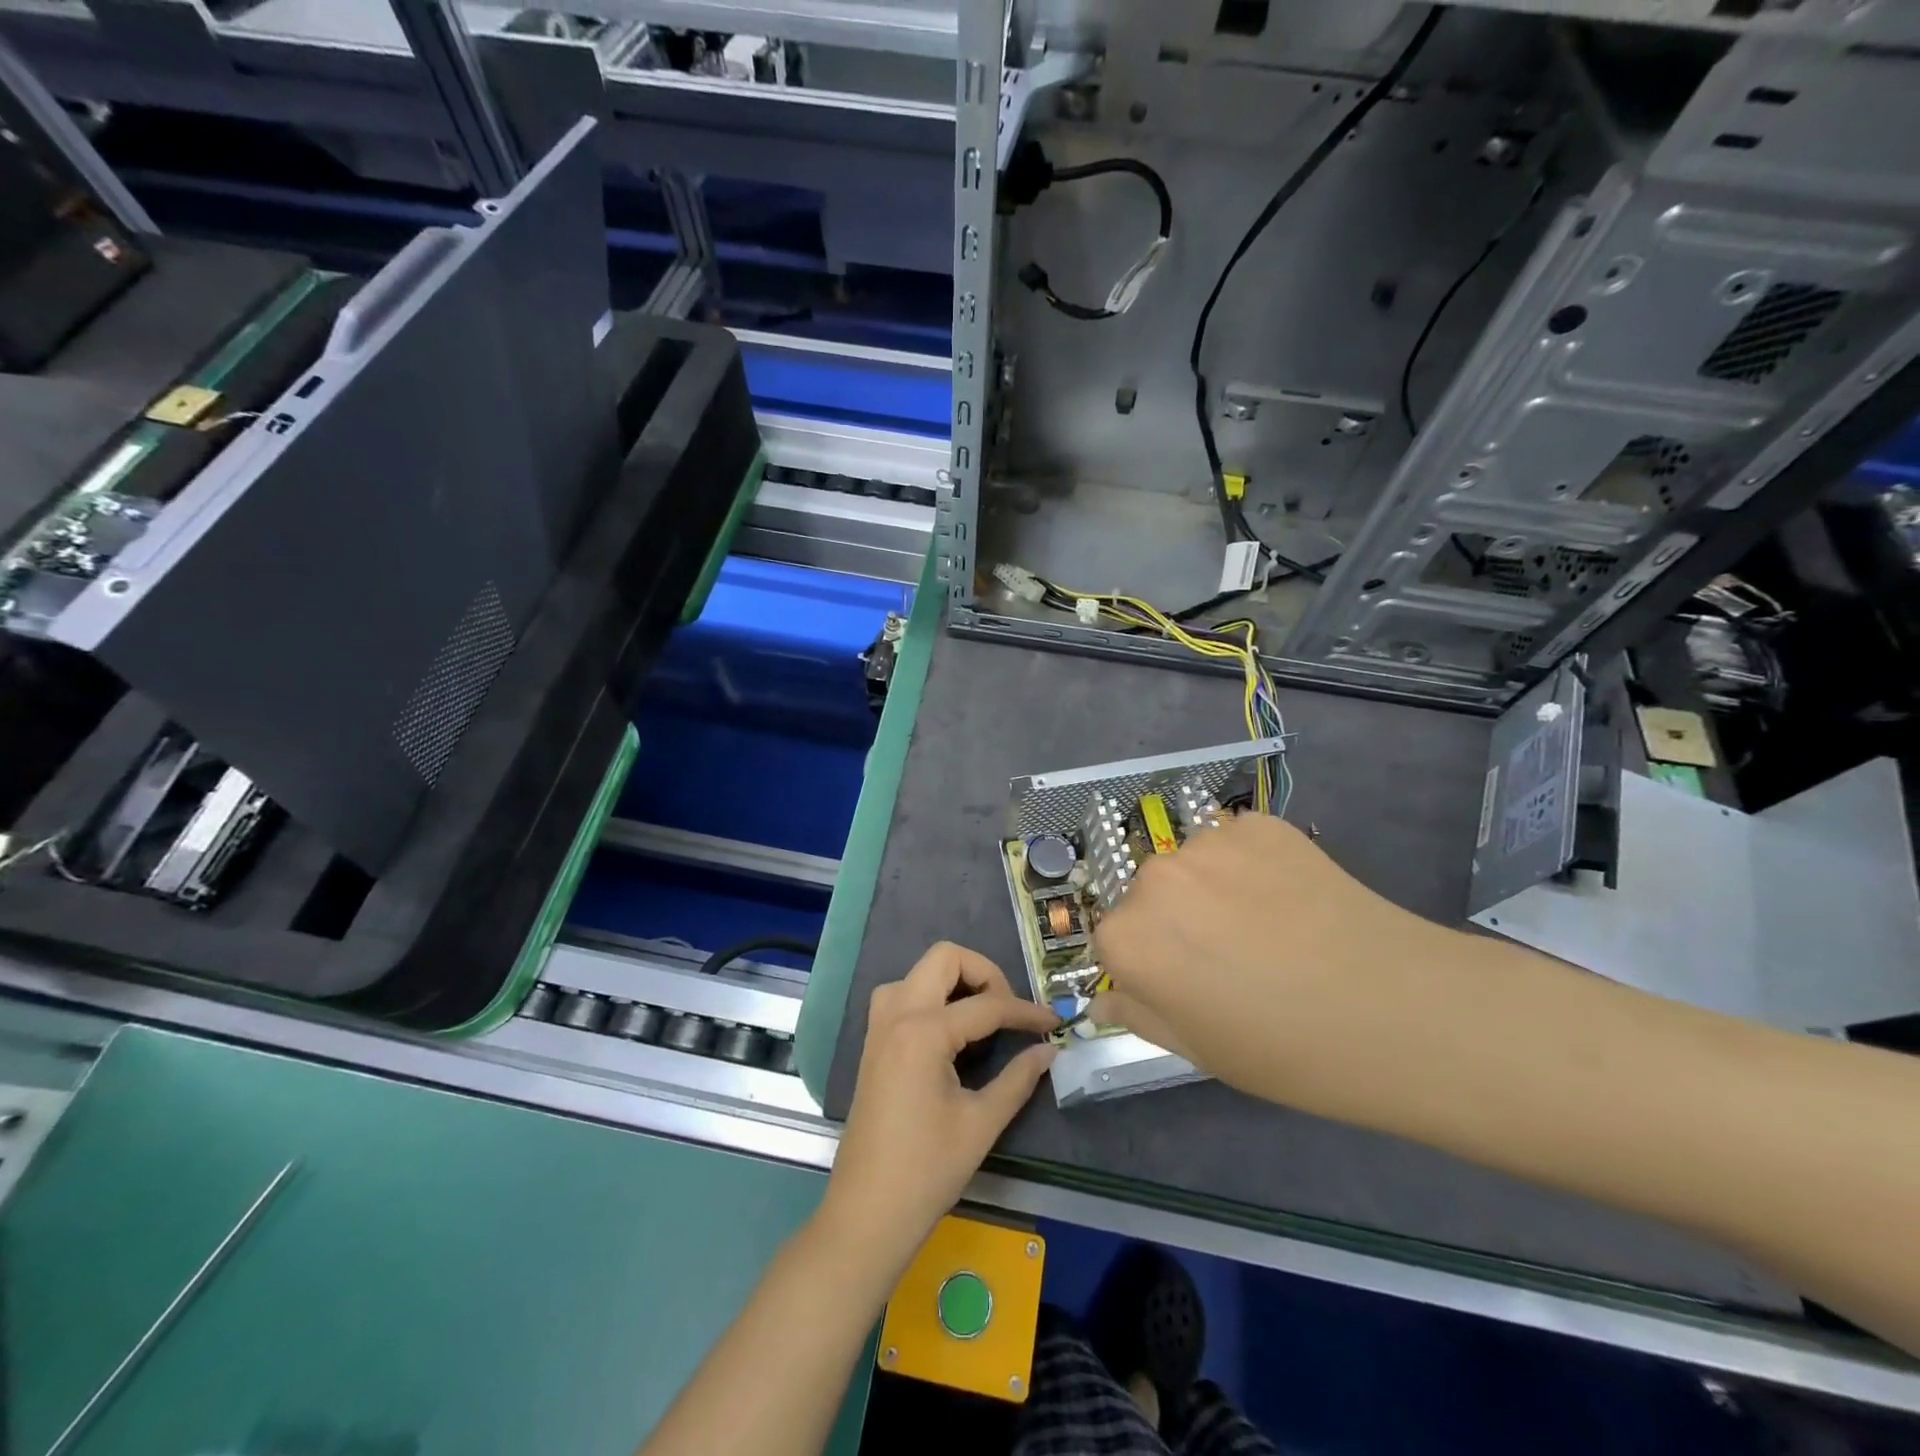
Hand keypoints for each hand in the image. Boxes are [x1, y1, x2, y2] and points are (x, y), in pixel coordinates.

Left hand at [820, 943, 1057, 1276]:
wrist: (867, 1213)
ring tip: (981, 1017)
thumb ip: (1018, 1079)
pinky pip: (902, 994)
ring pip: (918, 971)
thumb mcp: (981, 1124)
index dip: (1025, 1013)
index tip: (1054, 1024)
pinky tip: (950, 1030)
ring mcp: (879, 1026)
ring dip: (953, 980)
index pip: (986, 1006)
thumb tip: (1048, 1051)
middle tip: (1008, 1011)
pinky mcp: (873, 1042)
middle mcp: (896, 1014)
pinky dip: (930, 996)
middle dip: (984, 973)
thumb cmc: (927, 1172)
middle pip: (944, 957)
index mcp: (923, 1032)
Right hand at [1090, 813, 1454, 1111]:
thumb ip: (1139, 1016)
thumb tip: (1103, 1004)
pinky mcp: (1259, 825)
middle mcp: (1154, 880)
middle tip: (1232, 957)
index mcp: (1129, 940)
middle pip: (1150, 896)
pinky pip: (1236, 842)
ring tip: (1269, 926)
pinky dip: (1252, 864)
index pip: (1115, 940)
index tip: (1186, 983)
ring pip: (1193, 866)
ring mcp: (1208, 844)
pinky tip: (1291, 899)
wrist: (1399, 1011)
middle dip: (1177, 921)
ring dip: (1213, 888)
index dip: (1150, 963)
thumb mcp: (1200, 1050)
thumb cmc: (1288, 1051)